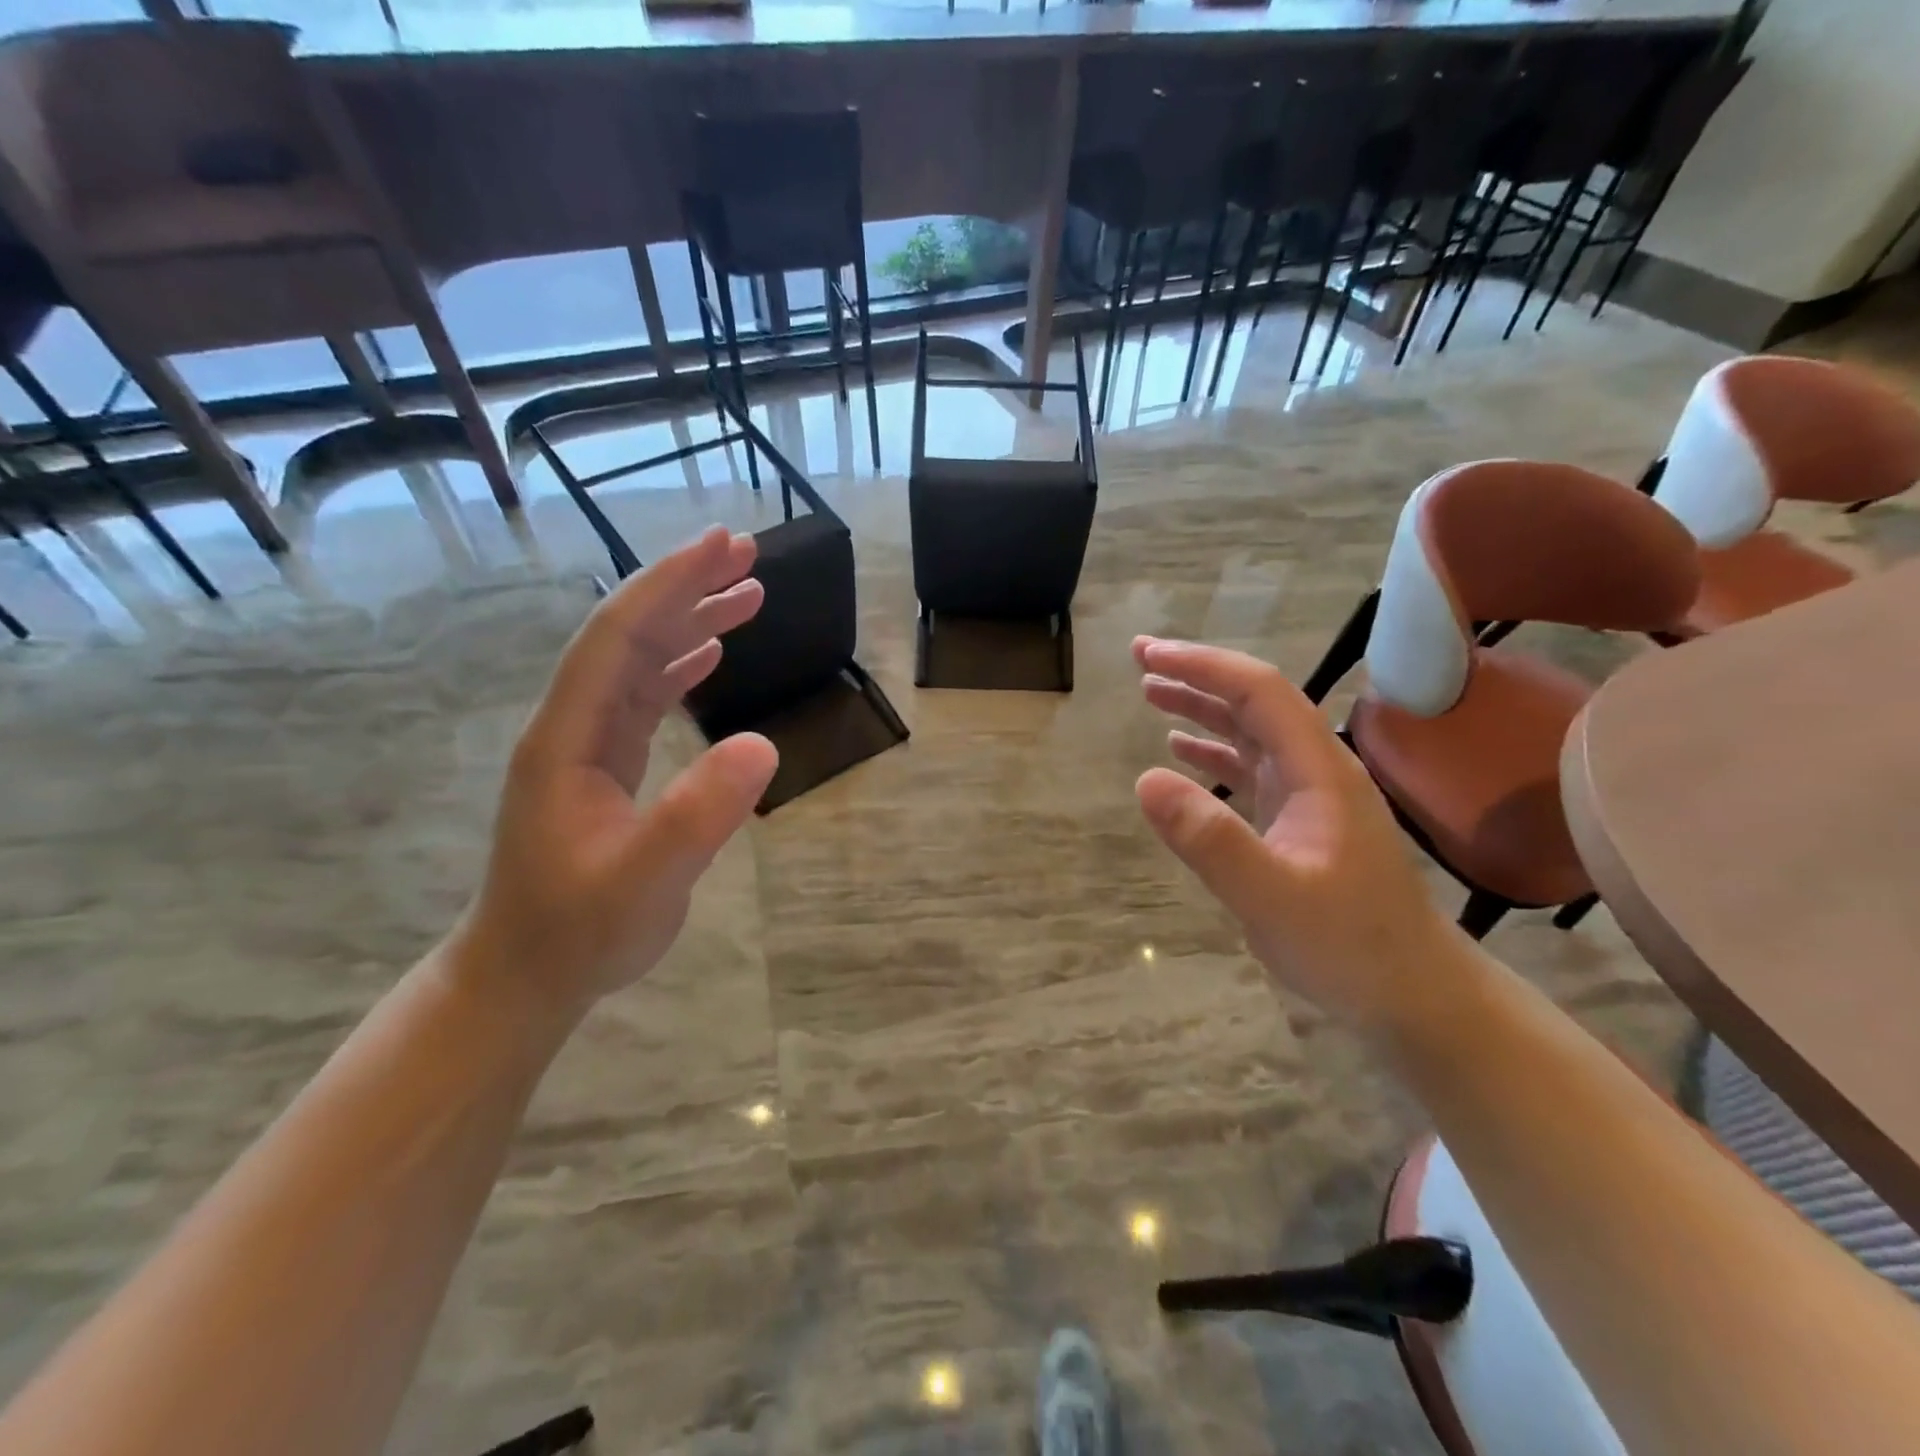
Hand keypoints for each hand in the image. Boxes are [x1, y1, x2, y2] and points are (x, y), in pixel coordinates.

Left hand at [454, 527, 777, 1017]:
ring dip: (690, 621)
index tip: (722, 547)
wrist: (525, 975)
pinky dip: (682, 665)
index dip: (670, 586)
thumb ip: (698, 816)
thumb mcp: (644, 882)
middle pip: (628, 634)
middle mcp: (572, 726)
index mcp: (566, 738)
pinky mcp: (605, 765)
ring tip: (749, 593)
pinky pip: (645, 696)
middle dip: (686, 587)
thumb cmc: (578, 933)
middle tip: (747, 552)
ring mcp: (586, 744)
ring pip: (639, 661)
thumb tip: (763, 744)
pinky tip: (713, 654)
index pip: (617, 638)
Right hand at [1132, 636, 1457, 1028]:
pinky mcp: (1299, 821)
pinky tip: (1179, 754)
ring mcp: (1310, 795)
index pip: (1260, 692)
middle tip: (1139, 659)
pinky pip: (1250, 770)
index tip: (1149, 655)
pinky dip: (1212, 753)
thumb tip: (1144, 780)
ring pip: (1250, 733)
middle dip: (1197, 675)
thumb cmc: (1350, 945)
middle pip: (1254, 702)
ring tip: (1150, 693)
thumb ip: (1210, 840)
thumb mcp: (1272, 897)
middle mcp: (1317, 769)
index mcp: (1320, 770)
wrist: (1413, 993)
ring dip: (1201, 708)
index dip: (1203, 666)